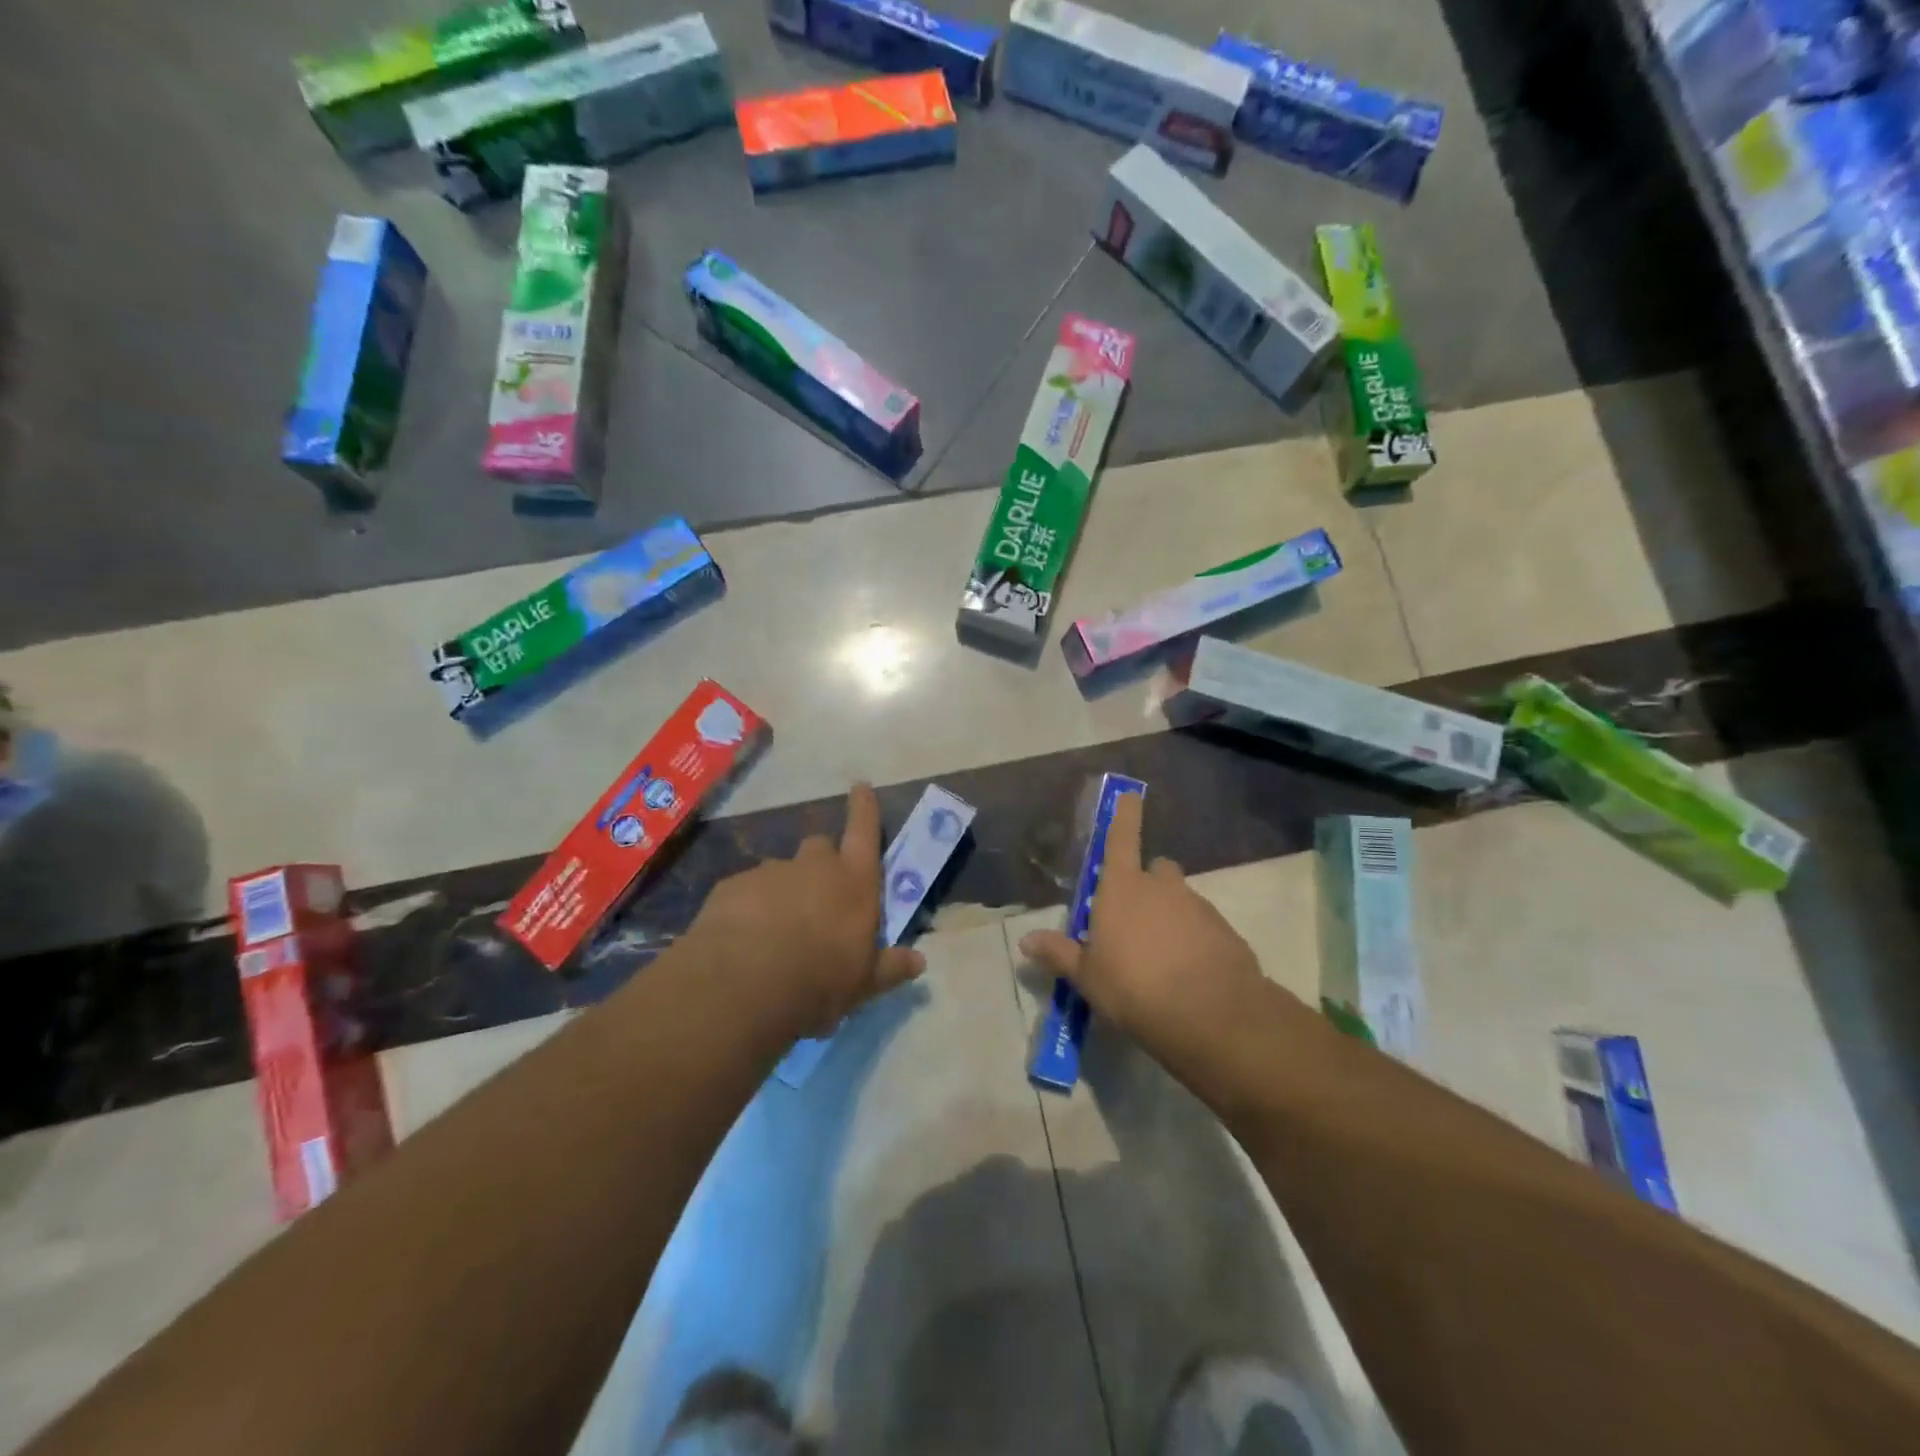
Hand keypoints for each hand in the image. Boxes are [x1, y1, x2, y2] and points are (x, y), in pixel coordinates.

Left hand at [688, 783, 925, 1038]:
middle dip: (821, 863)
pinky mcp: (732, 886)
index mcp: (854, 882)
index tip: (860, 786)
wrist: (745, 983)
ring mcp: (770, 872)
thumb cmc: (819, 980)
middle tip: (818, 897)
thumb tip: (919, 962)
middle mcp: (814, 866)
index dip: (864, 808)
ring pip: (781, 870)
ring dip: (783, 890)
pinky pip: (746, 890)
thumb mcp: (862, 983)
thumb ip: (889, 968)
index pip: (864, 831)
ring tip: (775, 928)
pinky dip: (749, 906)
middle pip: (820, 847)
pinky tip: (743, 937)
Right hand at [1019, 792, 1263, 1056]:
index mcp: (1122, 888)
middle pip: (1155, 870)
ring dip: (1171, 916)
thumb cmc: (1133, 987)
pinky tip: (1189, 973)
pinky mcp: (1224, 930)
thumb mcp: (1087, 976)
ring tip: (1162, 958)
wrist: (1210, 1014)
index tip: (1131, 793)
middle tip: (1136, 919)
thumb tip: (1025, 941)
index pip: (1121, 839)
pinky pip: (1203, 926)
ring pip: (1180, 899)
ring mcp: (1197, 906)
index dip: (1124, 814)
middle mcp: (1161, 887)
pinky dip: (1195, 940)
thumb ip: (1059, 954)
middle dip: (1147, 884)